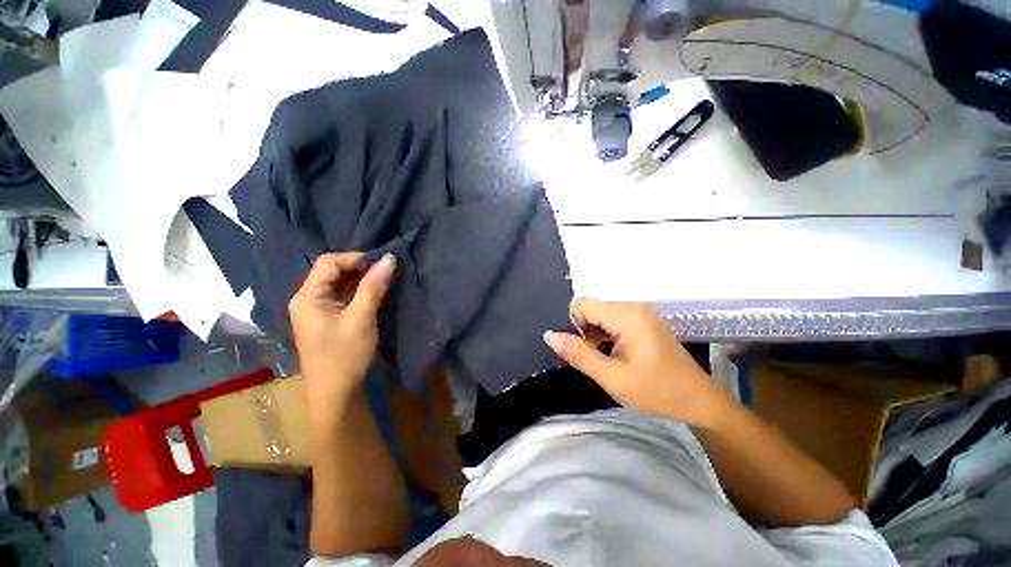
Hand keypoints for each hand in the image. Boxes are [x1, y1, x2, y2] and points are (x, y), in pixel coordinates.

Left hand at [289, 252, 395, 417]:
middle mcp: (307, 299)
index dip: (355, 258)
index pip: (329, 262)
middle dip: (360, 269)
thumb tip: (389, 258)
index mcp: (308, 296)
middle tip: (387, 272)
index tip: (382, 264)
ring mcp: (316, 310)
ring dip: (361, 281)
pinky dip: (359, 293)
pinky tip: (375, 296)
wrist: (334, 394)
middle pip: (332, 272)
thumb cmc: (345, 355)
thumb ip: (374, 286)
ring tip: (385, 282)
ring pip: (339, 285)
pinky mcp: (326, 320)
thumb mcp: (362, 318)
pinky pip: (342, 297)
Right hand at [543, 299, 728, 426]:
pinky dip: (606, 337)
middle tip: (592, 360)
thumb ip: (578, 354)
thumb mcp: (612, 377)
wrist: (699, 402)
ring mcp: (641, 314)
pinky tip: (613, 356)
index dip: (574, 326)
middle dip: (584, 333)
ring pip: (601, 317)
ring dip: (595, 336)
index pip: (583, 305)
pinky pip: (613, 322)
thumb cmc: (657, 392)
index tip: (580, 351)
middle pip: (592, 310)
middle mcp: (634, 307)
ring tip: (604, 362)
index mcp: (628, 316)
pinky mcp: (644, 322)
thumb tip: (549, 335)